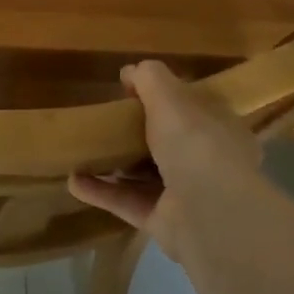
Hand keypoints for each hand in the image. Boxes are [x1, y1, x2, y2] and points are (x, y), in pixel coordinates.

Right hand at [67, 61, 271, 262]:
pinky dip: (100, 192)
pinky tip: (73, 180)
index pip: (193, 109)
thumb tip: (130, 71)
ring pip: (145, 175)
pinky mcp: (163, 222)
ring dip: (114, 165)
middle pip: (167, 143)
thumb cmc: (196, 144)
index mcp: (220, 130)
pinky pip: (126, 202)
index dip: (166, 98)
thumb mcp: (171, 97)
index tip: (132, 91)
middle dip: (137, 134)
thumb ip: (150, 79)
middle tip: (106, 120)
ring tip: (83, 150)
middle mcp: (207, 163)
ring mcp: (186, 196)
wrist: (208, 214)